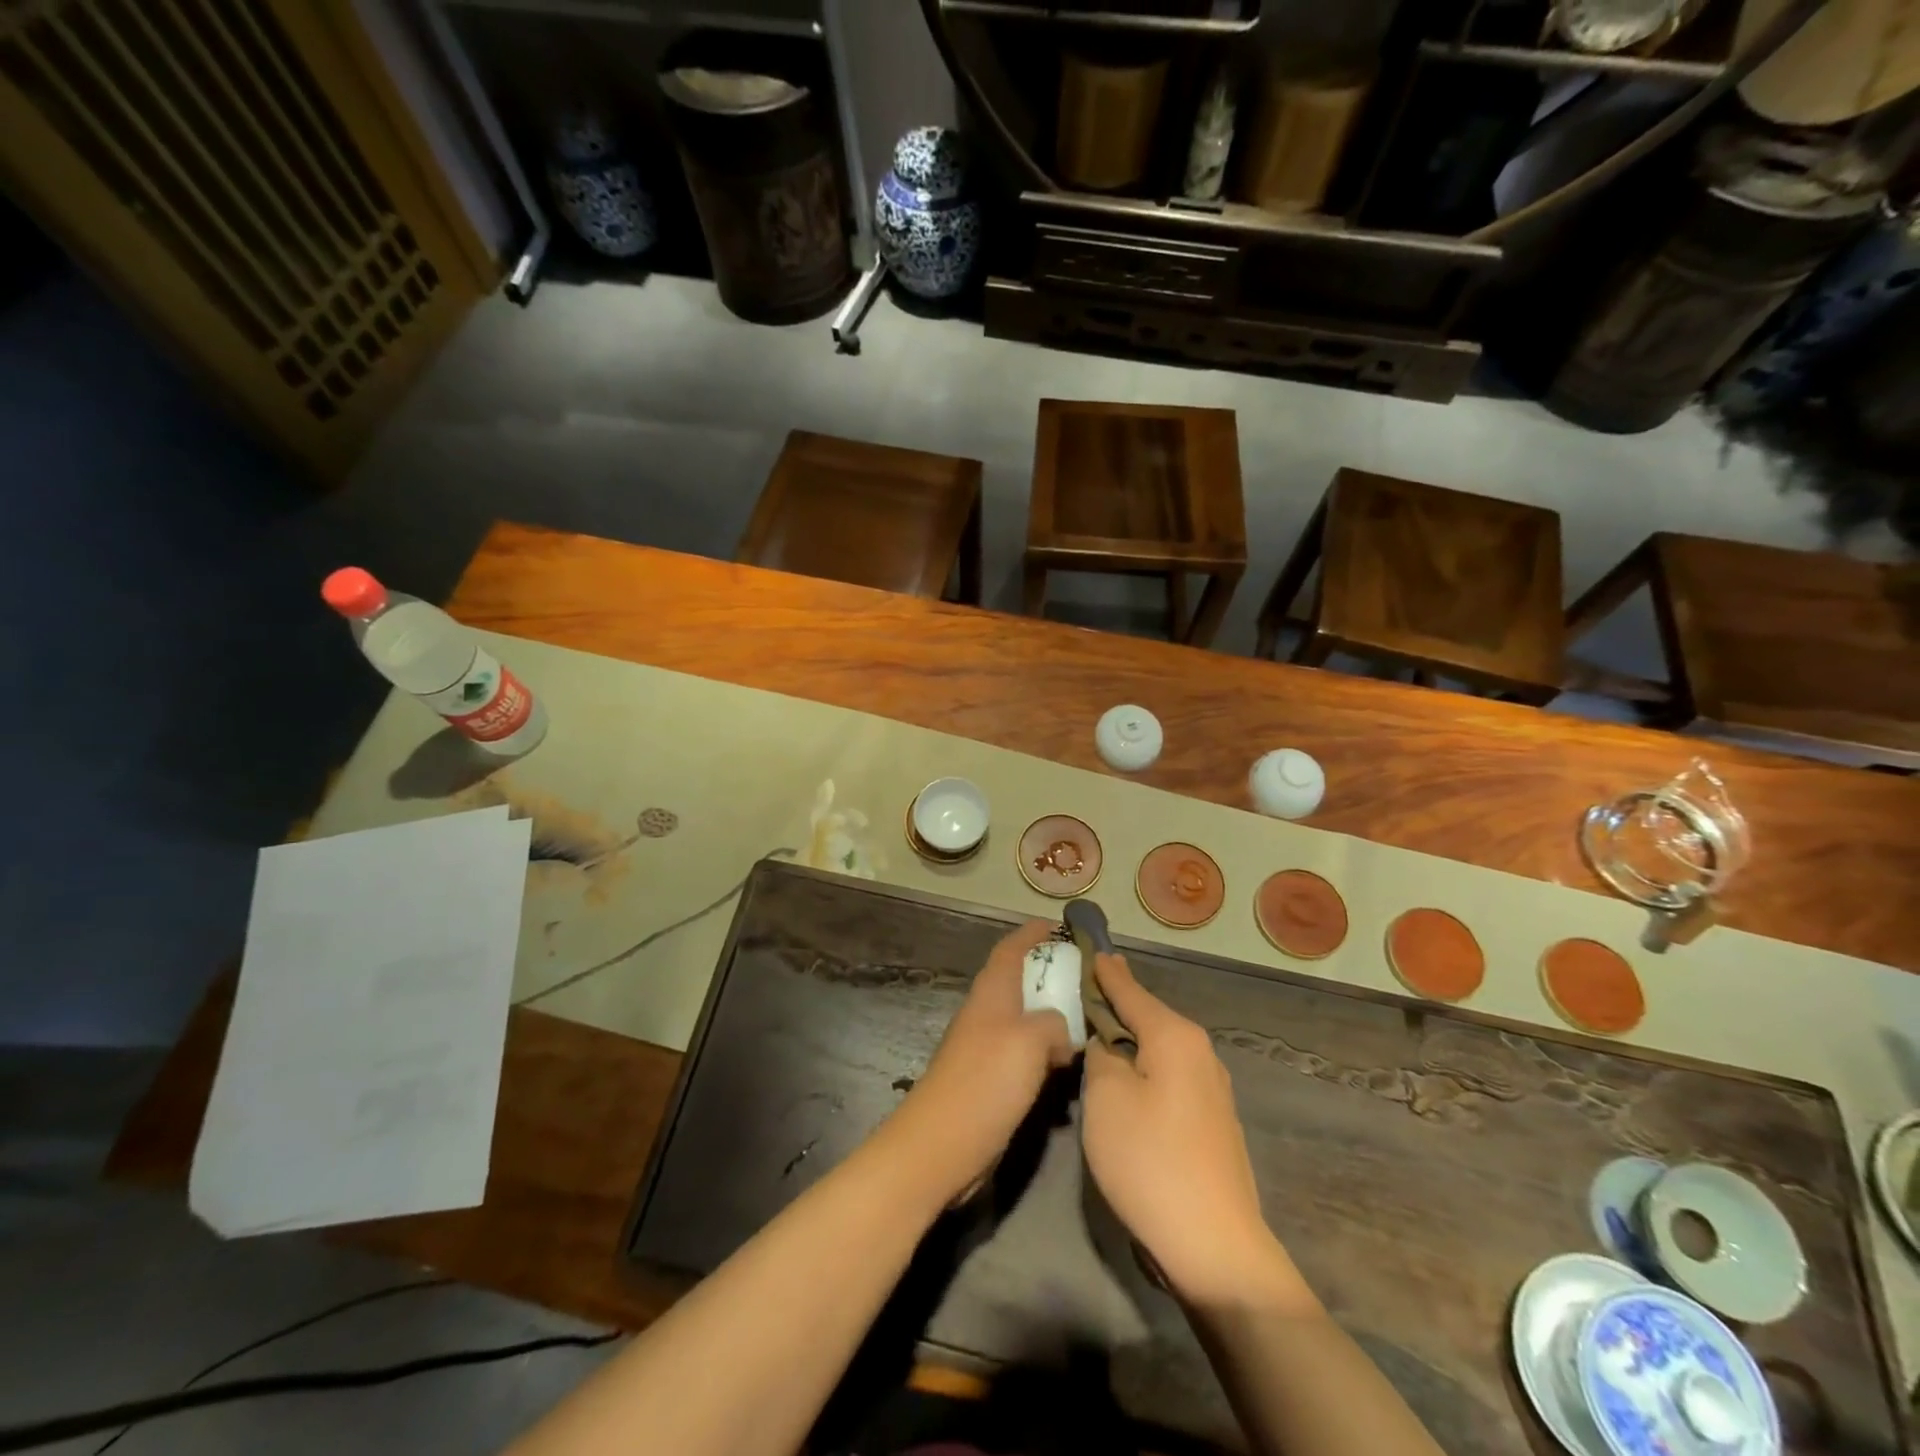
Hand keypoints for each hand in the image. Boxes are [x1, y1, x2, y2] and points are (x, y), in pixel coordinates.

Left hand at [889, 920, 1074, 1200]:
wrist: (941, 1145)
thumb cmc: (986, 1081)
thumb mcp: (1031, 1040)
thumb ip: (1054, 1023)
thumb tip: (1062, 1030)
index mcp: (992, 992)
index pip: (1012, 948)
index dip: (1033, 933)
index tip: (1062, 926)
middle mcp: (987, 1013)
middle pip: (1020, 981)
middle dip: (1051, 975)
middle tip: (1090, 978)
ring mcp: (986, 1048)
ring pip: (1026, 1020)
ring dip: (1053, 1017)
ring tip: (1090, 1021)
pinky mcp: (990, 1081)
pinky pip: (1025, 1054)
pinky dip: (1047, 1052)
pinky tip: (1069, 1068)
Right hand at [1082, 953, 1310, 1311]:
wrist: (1215, 1247)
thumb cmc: (1150, 1161)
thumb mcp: (1105, 1098)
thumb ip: (1101, 1056)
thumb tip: (1108, 1044)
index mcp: (1174, 1036)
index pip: (1129, 989)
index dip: (1104, 971)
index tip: (1089, 947)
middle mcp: (1200, 1052)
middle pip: (1147, 1016)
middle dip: (1116, 1004)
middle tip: (1083, 990)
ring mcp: (1211, 1089)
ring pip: (1159, 1048)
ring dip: (1129, 1041)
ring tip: (1098, 1033)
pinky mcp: (1212, 1122)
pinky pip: (1169, 1076)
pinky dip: (1145, 1069)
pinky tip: (1127, 1082)